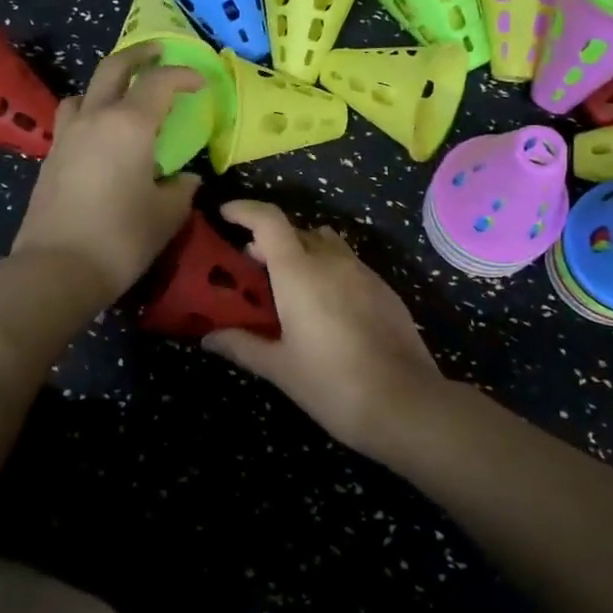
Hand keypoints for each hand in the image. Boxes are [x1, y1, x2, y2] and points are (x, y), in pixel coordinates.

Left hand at [10, 45, 202, 305]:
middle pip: (114, 68)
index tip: (201, 82)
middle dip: (139, 55)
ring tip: (124, 96)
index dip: (183, 76)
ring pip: (85, 91)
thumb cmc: (121, 239)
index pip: (159, 83)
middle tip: (159, 53)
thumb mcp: (166, 215)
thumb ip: (181, 189)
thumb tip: (185, 179)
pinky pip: (72, 118)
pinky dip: (90, 113)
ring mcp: (67, 136)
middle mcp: (95, 119)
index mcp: (129, 125)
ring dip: (107, 83)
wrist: (56, 268)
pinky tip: (102, 137)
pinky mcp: (51, 158)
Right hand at [203, 200, 450, 455]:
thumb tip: (208, 337)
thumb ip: (242, 345)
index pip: (268, 220)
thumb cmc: (331, 384)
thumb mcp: (279, 367)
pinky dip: (328, 270)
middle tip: (250, 268)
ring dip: (302, 252)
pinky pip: (348, 264)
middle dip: (269, 241)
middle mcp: (331, 260)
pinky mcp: (384, 289)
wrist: (405, 402)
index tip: (224, 214)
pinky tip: (325, 307)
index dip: (244, 211)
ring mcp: (362, 272)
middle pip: (295, 230)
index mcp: (299, 271)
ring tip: (288, 286)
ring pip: (326, 244)